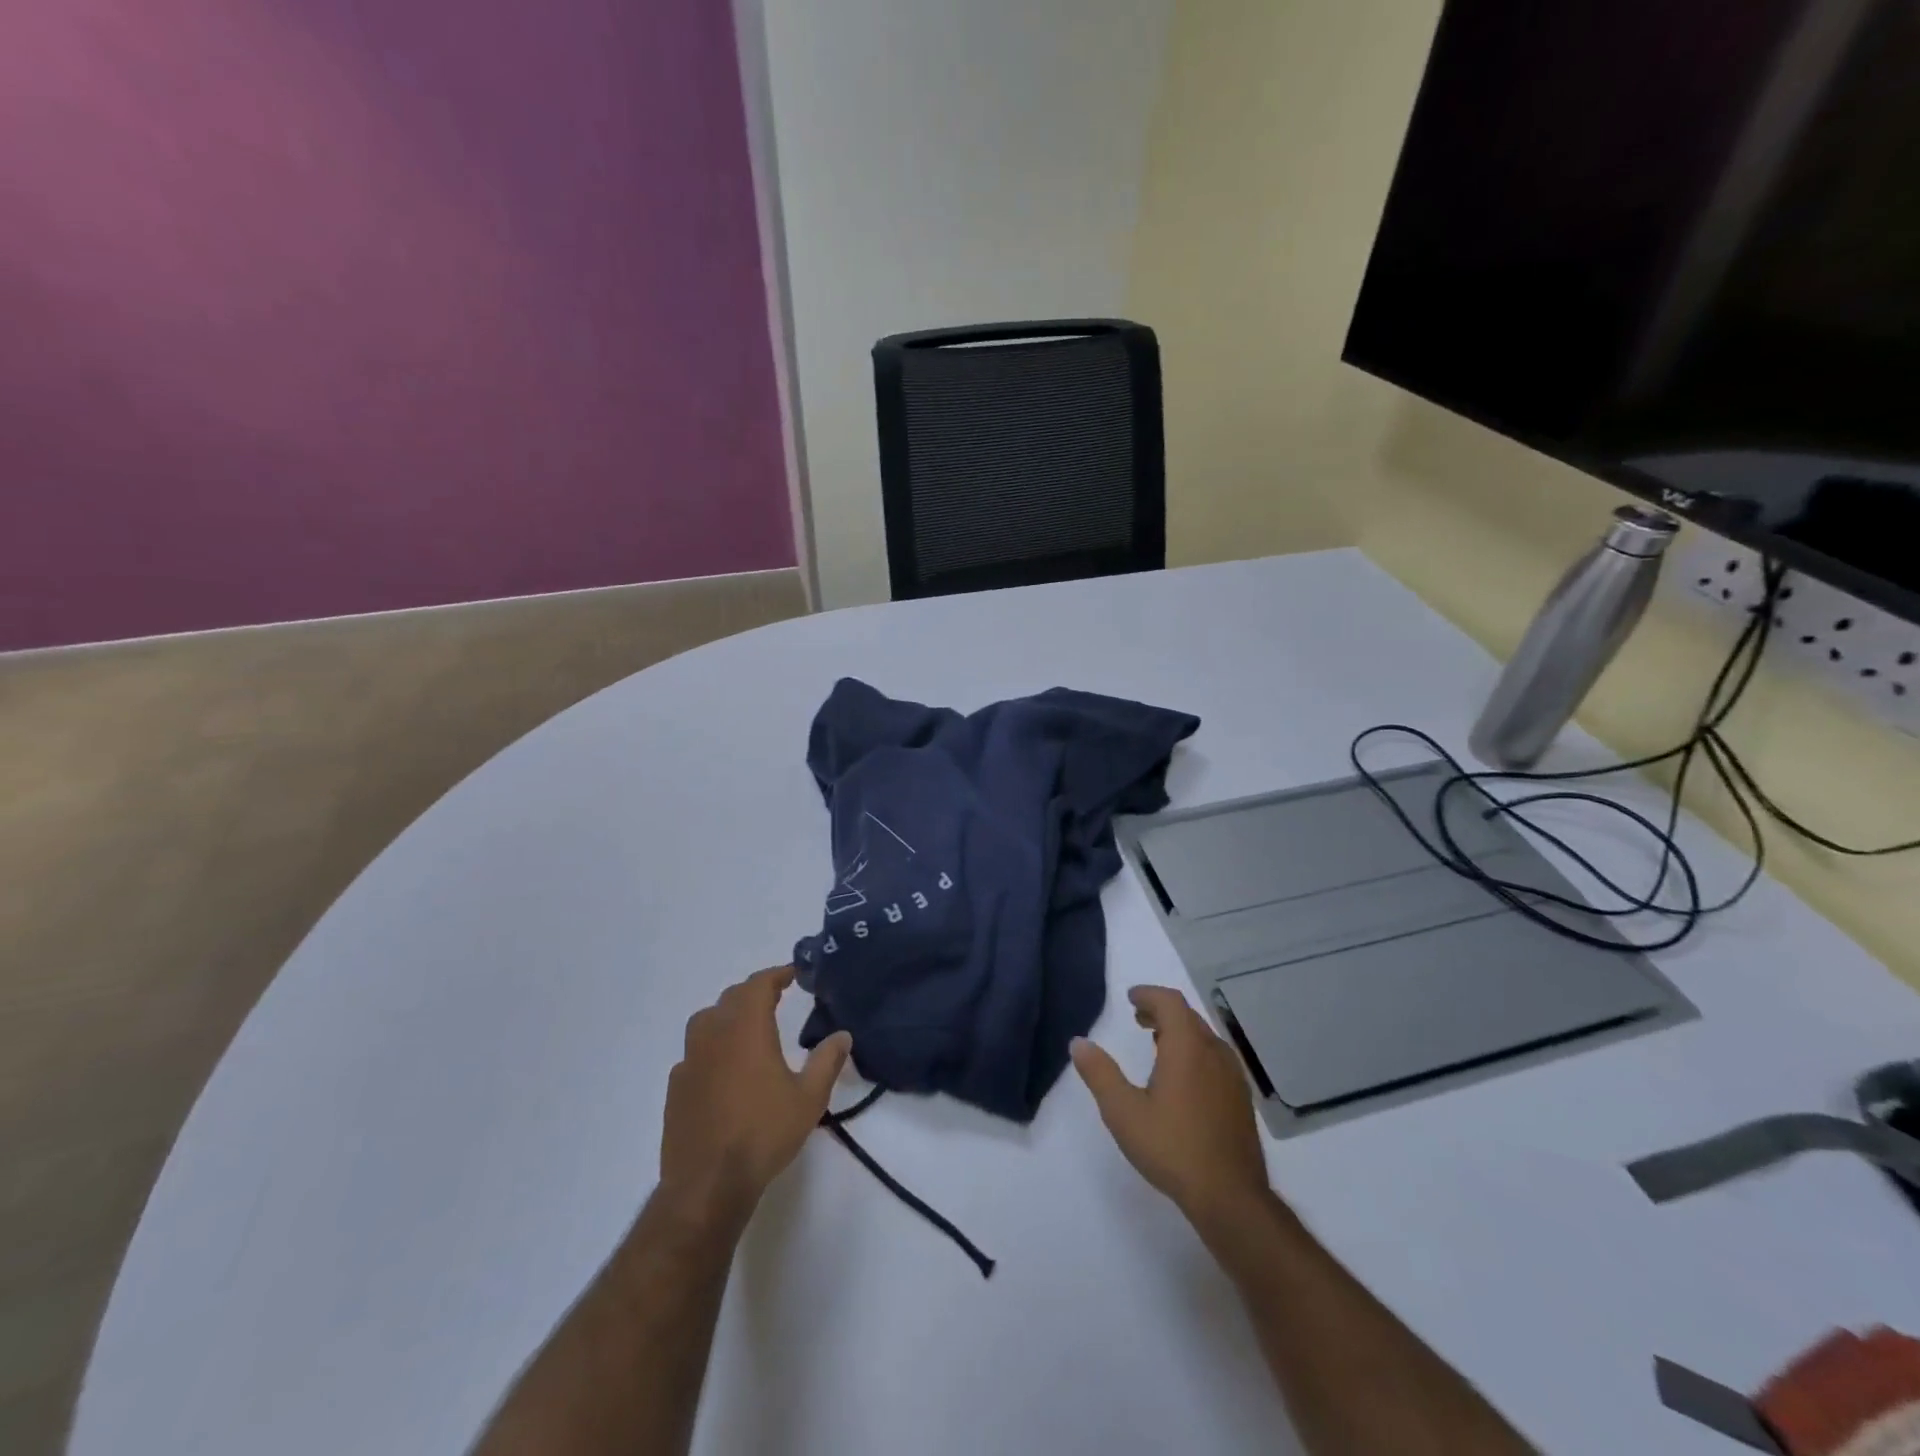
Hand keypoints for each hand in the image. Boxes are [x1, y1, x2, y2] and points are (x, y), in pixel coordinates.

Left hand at [659, 966, 851, 1230]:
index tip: (794, 974)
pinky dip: (711, 1047)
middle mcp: (714, 1035)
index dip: (777, 974)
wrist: (707, 1184)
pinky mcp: (676, 1087)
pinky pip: (694, 1052)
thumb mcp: (809, 1098)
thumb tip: (843, 1035)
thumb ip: (827, 1061)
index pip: (759, 985)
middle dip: (754, 992)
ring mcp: (689, 1061)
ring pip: (706, 1021)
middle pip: (731, 998)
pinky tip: (723, 1068)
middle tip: (776, 998)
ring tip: (747, 1028)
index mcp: (746, 1029)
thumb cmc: (763, 1133)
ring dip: (728, 1015)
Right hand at [1071, 985, 1272, 1226]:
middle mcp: (1214, 1053)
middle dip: (1162, 1011)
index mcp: (1187, 1047)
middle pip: (1188, 1016)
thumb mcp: (1124, 1112)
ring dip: (1179, 1032)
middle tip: (1138, 1019)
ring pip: (1204, 1037)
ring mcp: (1232, 1076)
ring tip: (1156, 1045)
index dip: (1149, 994)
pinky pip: (1215, 1058)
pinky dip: (1195, 1051)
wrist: (1230, 1197)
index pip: (1170, 1002)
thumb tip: (1078, 1042)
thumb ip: (1100, 1073)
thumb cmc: (1173, 1148)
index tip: (1131, 998)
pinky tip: (1182, 1079)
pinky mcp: (1240, 1098)